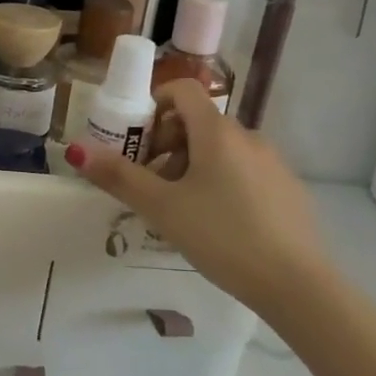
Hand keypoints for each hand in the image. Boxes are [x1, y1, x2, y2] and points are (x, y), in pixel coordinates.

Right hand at [66, 80, 324, 309]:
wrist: (297, 285)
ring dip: (193, 165)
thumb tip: (77, 150)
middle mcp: (247, 136)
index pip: (182, 90)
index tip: (138, 141)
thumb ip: (119, 177)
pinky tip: (218, 224)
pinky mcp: (288, 189)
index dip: (154, 105)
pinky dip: (222, 182)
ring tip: (181, 209)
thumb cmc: (222, 236)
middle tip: (152, 183)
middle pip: (199, 122)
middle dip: (168, 144)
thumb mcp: (162, 208)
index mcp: (217, 132)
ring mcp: (273, 162)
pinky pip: (245, 170)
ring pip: (222, 149)